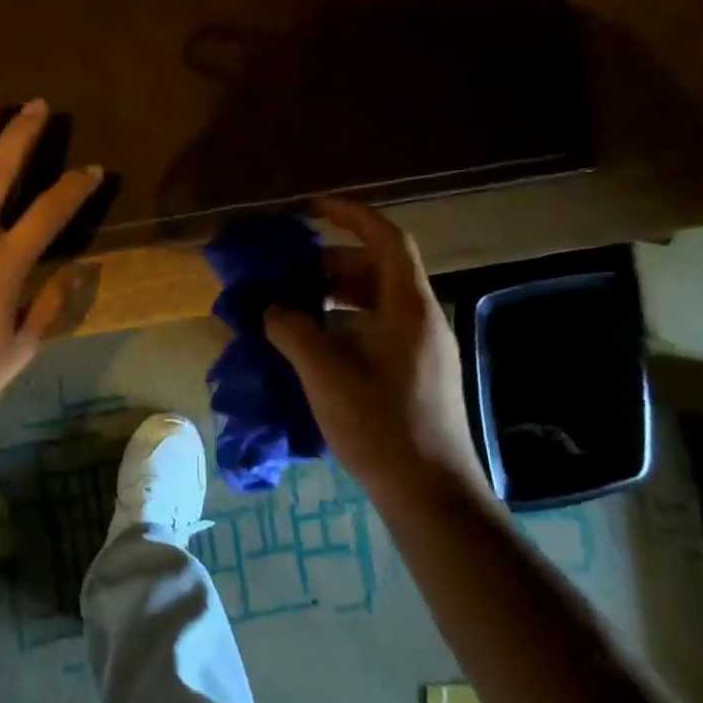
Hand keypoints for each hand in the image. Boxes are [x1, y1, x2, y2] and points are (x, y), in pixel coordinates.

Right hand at [263, 198, 488, 499]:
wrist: (431, 494)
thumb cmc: (381, 427)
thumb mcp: (326, 375)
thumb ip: (292, 331)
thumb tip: (271, 308)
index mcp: (409, 308)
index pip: (386, 239)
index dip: (350, 215)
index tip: (310, 208)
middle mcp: (421, 318)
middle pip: (378, 268)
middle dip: (330, 262)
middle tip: (289, 271)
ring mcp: (423, 346)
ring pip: (377, 298)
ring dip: (335, 293)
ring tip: (294, 305)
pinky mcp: (417, 370)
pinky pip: (378, 325)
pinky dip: (346, 320)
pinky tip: (315, 342)